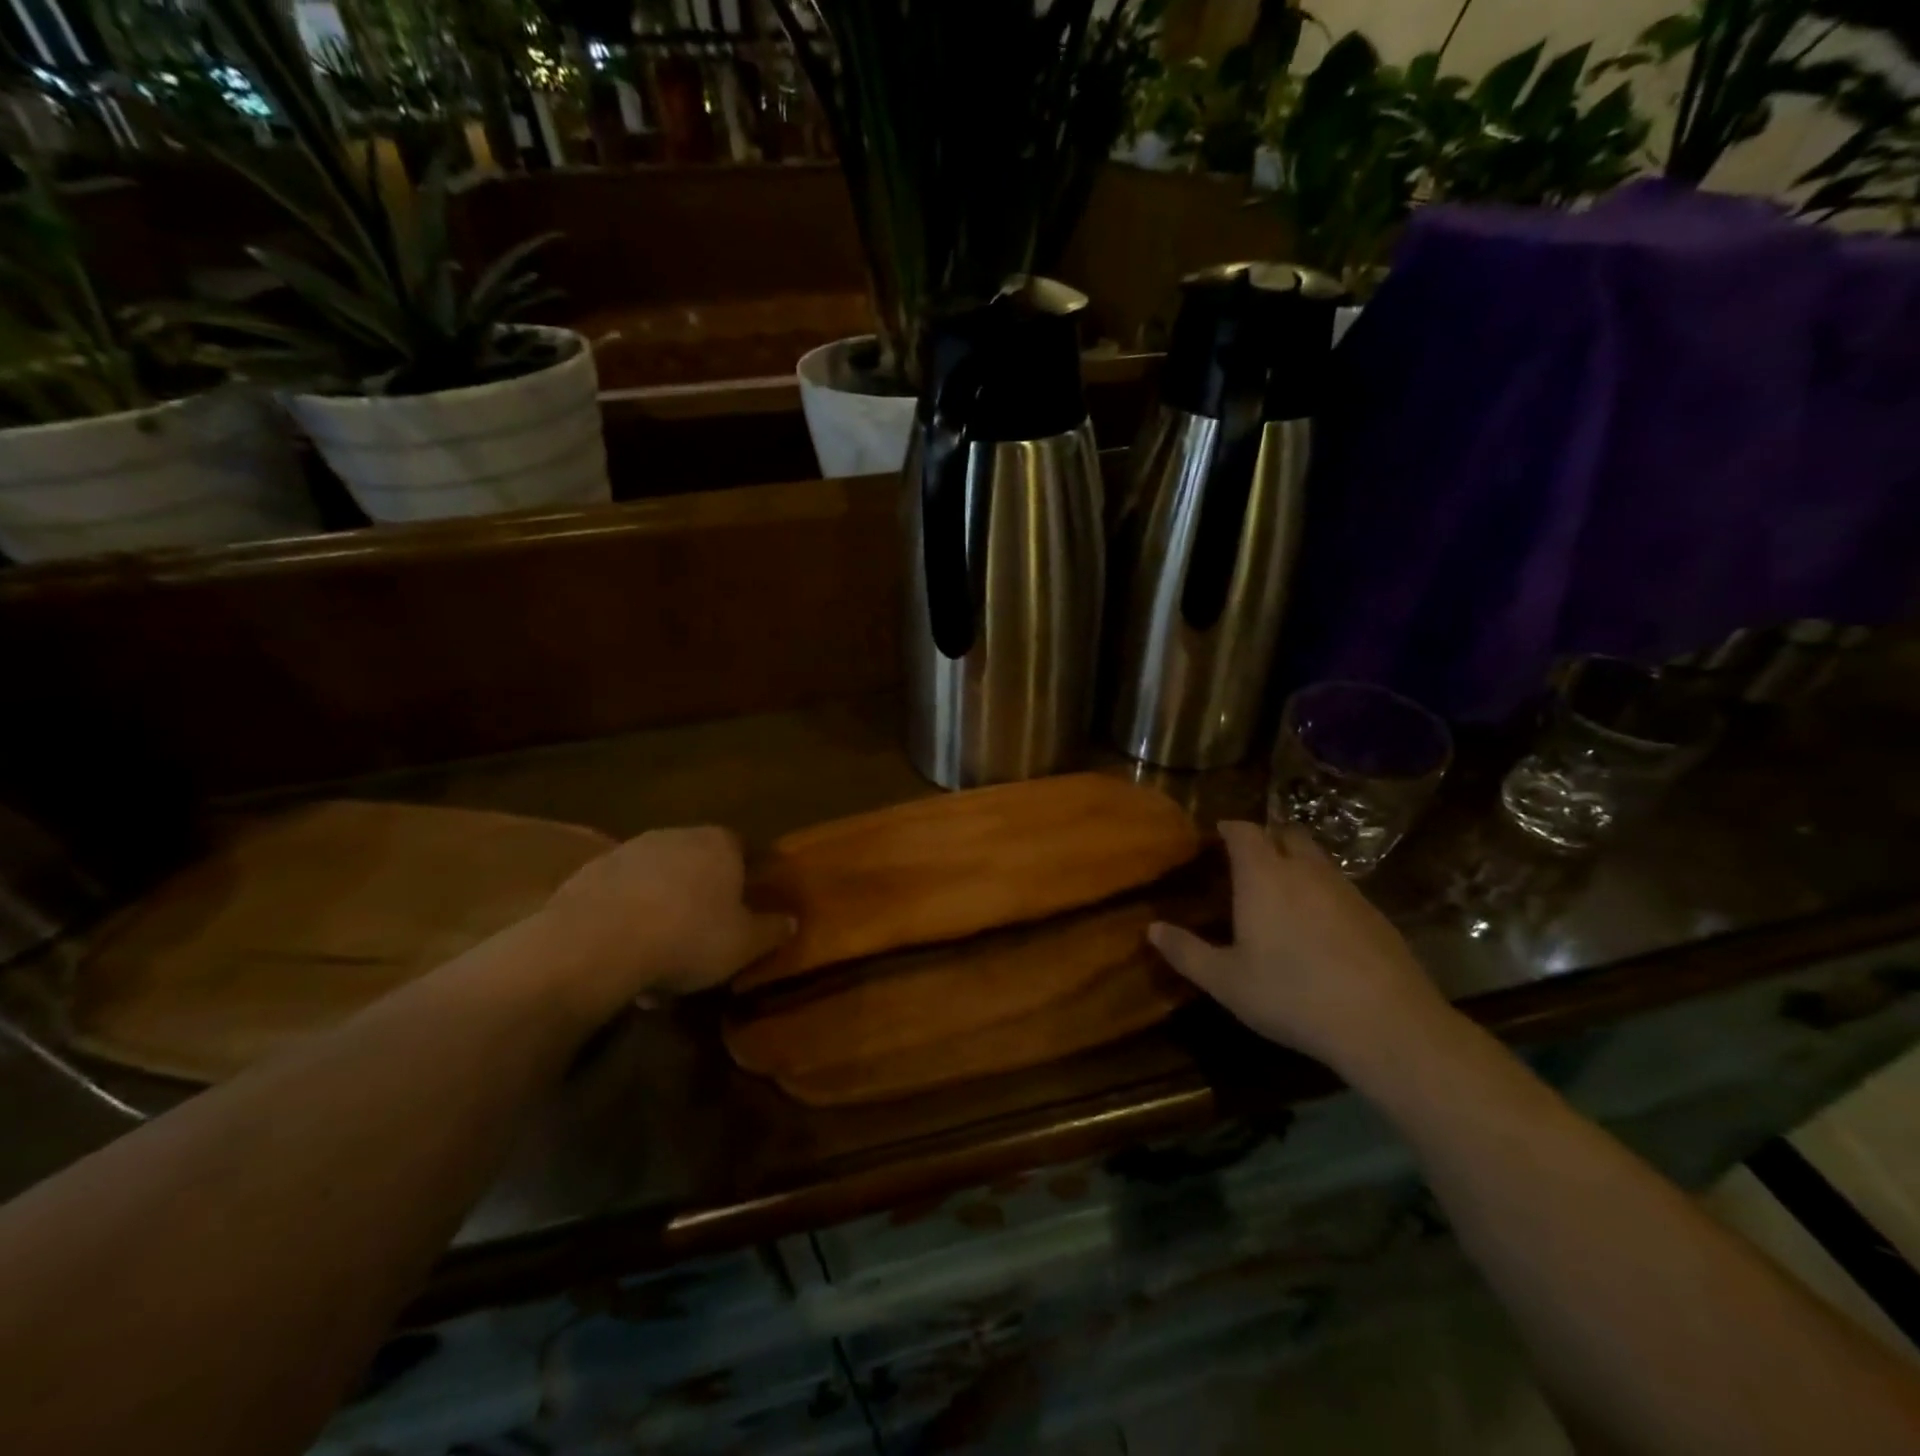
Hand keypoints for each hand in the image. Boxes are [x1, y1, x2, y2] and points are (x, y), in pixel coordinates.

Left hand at [529, 827, 793, 1018]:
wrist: (595, 942)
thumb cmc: (687, 937)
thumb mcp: (744, 944)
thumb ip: (772, 930)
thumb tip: (792, 920)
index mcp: (720, 844)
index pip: (742, 849)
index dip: (744, 877)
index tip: (743, 907)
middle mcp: (676, 835)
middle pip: (697, 862)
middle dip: (700, 893)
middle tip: (703, 934)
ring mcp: (629, 850)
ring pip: (657, 879)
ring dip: (661, 907)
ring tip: (659, 954)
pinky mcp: (590, 872)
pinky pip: (621, 895)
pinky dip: (626, 916)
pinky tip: (624, 953)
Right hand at [1147, 821, 1450, 1073]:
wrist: (1386, 1024)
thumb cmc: (1292, 995)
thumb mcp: (1226, 981)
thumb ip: (1186, 952)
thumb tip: (1151, 929)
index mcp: (1264, 876)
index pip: (1244, 831)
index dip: (1229, 828)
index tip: (1216, 836)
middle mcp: (1305, 870)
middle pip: (1286, 834)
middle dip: (1266, 839)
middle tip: (1248, 862)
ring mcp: (1346, 890)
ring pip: (1317, 859)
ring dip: (1297, 864)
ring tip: (1281, 894)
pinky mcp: (1376, 914)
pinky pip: (1340, 887)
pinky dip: (1323, 893)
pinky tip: (1319, 928)